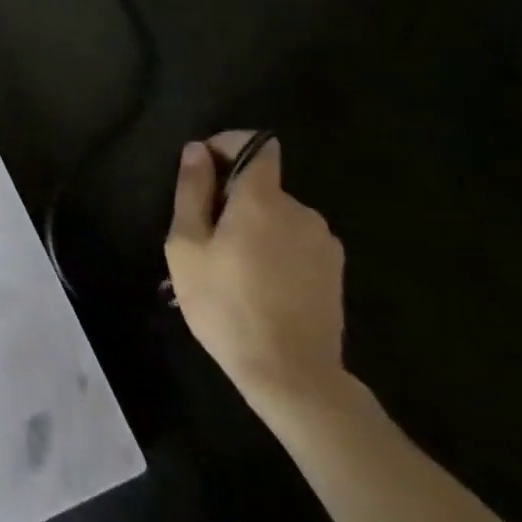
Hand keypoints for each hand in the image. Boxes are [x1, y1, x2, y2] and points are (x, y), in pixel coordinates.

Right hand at [163, 131, 346, 407]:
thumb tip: (198, 149)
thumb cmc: (227, 305)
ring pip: (277, 216)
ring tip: (232, 270)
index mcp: (263, 198)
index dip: (226, 146)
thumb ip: (192, 190)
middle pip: (261, 185)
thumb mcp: (187, 246)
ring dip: (254, 228)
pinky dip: (275, 250)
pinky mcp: (334, 272)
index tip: (202, 174)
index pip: (255, 143)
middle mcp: (300, 210)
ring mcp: (323, 242)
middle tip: (208, 241)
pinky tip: (261, 287)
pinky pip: (295, 242)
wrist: (293, 377)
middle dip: (233, 200)